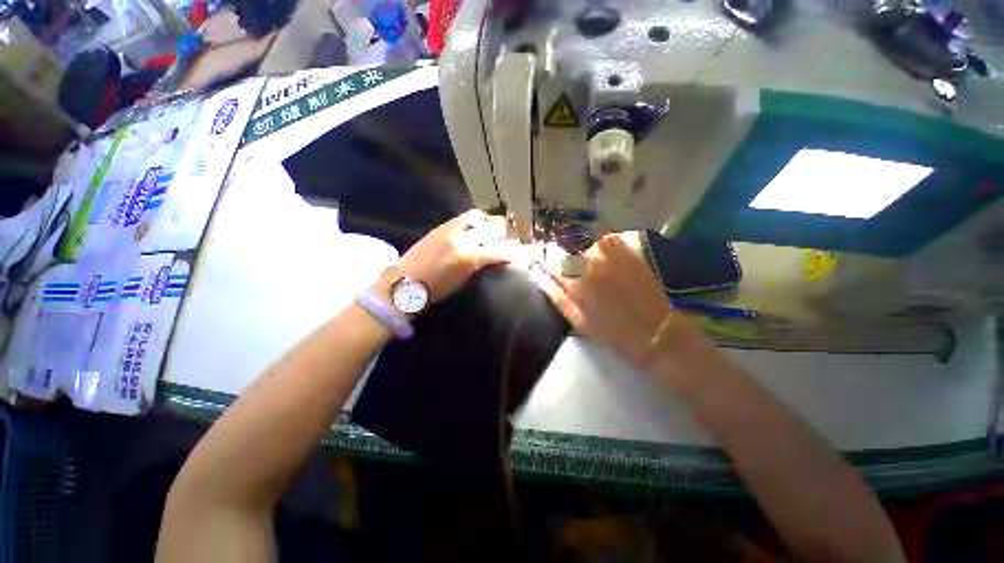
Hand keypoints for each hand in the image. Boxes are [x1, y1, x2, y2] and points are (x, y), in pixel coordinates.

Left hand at [397, 209, 519, 303]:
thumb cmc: (436, 290)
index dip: (515, 251)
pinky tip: (476, 226)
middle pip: (493, 230)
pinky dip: (474, 221)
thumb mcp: (463, 282)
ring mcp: (451, 230)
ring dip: (488, 224)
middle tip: (511, 239)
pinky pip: (463, 217)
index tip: (523, 251)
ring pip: (478, 218)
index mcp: (469, 258)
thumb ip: (480, 266)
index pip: (500, 250)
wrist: (405, 283)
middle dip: (505, 234)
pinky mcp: (441, 226)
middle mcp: (463, 240)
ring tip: (491, 230)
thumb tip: (494, 259)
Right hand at [533, 234, 717, 388]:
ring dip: (588, 259)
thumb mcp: (578, 320)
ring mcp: (612, 254)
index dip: (552, 270)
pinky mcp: (629, 251)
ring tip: (599, 276)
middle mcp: (591, 262)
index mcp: (576, 281)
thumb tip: (541, 277)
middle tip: (581, 283)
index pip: (553, 265)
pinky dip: (604, 250)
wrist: (656, 332)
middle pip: (570, 255)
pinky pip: (608, 242)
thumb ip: (557, 296)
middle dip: (571, 267)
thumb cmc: (612, 332)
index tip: (554, 275)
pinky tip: (610, 266)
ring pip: (588, 248)